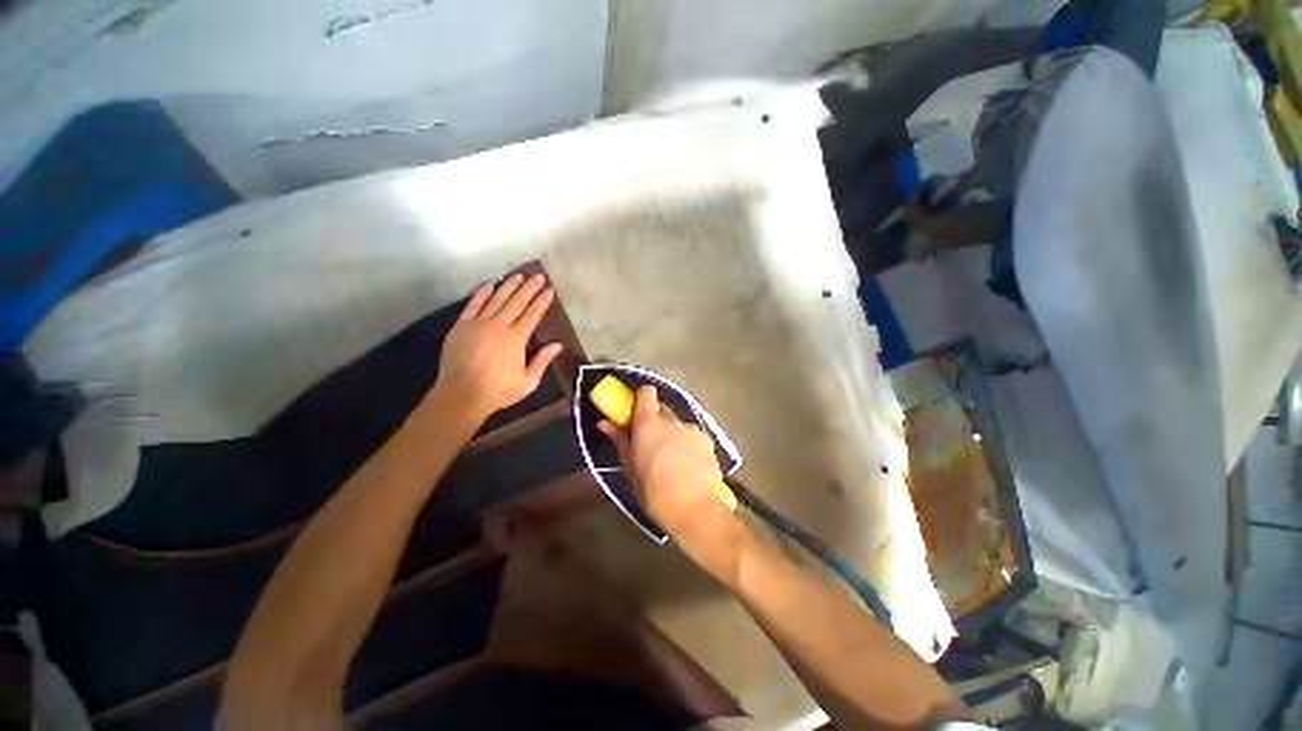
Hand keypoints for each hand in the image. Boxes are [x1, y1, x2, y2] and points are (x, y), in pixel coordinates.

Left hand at [432, 273, 562, 424]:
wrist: (461, 394)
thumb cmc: (498, 390)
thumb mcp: (528, 381)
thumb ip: (542, 361)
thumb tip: (557, 345)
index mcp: (516, 338)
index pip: (533, 314)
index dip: (542, 301)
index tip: (549, 290)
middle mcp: (499, 325)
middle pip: (516, 302)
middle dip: (529, 288)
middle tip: (537, 276)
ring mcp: (478, 324)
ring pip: (496, 299)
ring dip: (508, 286)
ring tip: (518, 275)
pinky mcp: (461, 326)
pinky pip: (473, 305)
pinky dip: (481, 294)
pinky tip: (489, 285)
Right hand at [598, 386, 741, 573]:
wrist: (694, 510)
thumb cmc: (653, 492)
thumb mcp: (630, 468)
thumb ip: (619, 440)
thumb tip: (604, 423)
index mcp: (648, 423)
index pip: (646, 391)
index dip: (641, 398)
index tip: (636, 413)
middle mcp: (671, 420)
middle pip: (662, 409)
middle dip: (656, 420)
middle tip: (652, 442)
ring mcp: (692, 429)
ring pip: (679, 424)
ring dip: (673, 434)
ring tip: (673, 459)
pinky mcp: (708, 440)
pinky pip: (694, 435)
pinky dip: (689, 444)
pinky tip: (689, 465)